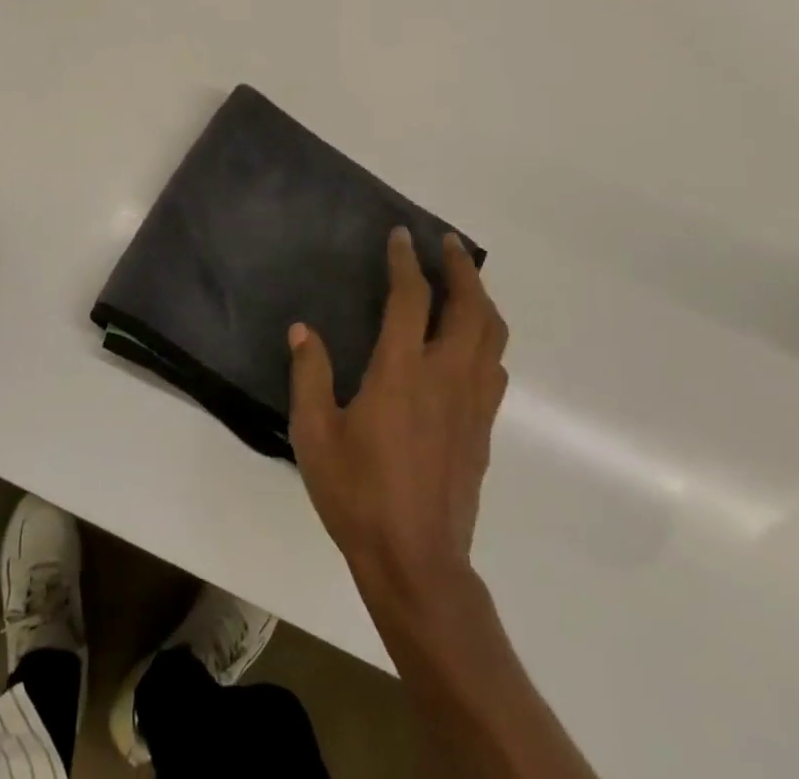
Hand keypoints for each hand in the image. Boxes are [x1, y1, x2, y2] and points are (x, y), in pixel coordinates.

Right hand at [288, 228, 507, 585]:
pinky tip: (472, 341)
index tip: (401, 235)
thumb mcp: (314, 434)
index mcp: (402, 371)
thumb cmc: (358, 494)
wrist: (417, 562)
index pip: (411, 298)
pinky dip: (488, 338)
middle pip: (469, 307)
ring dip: (481, 298)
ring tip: (465, 281)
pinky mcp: (484, 428)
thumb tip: (303, 330)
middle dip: (462, 268)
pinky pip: (495, 367)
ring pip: (492, 335)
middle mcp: (445, 376)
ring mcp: (471, 403)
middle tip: (448, 243)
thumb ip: (310, 376)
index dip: (406, 261)